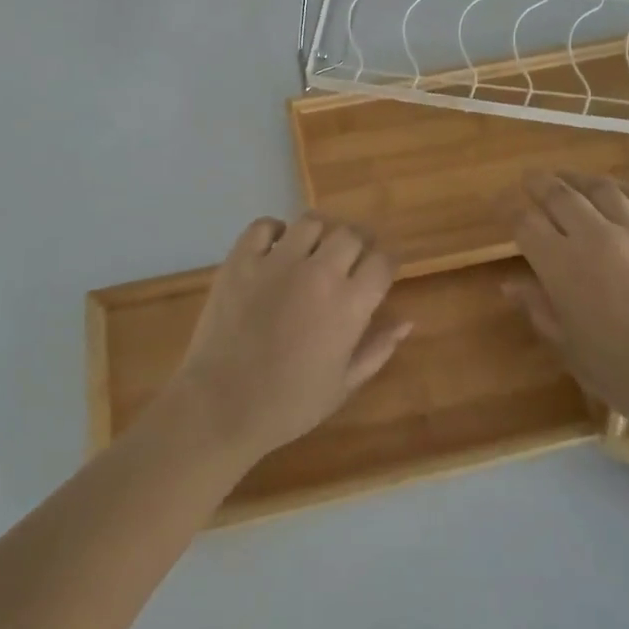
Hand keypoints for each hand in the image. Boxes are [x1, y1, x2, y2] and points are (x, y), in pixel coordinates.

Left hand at [164, 214, 410, 461]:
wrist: (221, 406)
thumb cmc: (289, 404)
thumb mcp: (344, 385)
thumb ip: (378, 349)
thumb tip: (406, 321)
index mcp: (350, 304)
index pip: (383, 261)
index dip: (385, 264)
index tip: (379, 273)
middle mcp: (319, 272)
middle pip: (351, 234)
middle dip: (358, 243)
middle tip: (351, 258)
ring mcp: (277, 262)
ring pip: (311, 222)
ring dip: (320, 233)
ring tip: (314, 249)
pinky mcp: (241, 260)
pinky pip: (264, 226)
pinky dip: (274, 231)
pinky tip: (275, 249)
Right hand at [505, 171, 628, 428]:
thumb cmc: (623, 371)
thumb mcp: (569, 347)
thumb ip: (538, 308)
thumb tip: (510, 284)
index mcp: (561, 265)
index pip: (526, 223)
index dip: (509, 210)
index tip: (500, 204)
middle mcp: (594, 236)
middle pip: (560, 195)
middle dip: (539, 183)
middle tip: (529, 178)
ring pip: (601, 189)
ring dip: (578, 179)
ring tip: (568, 177)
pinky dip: (623, 190)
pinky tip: (616, 189)